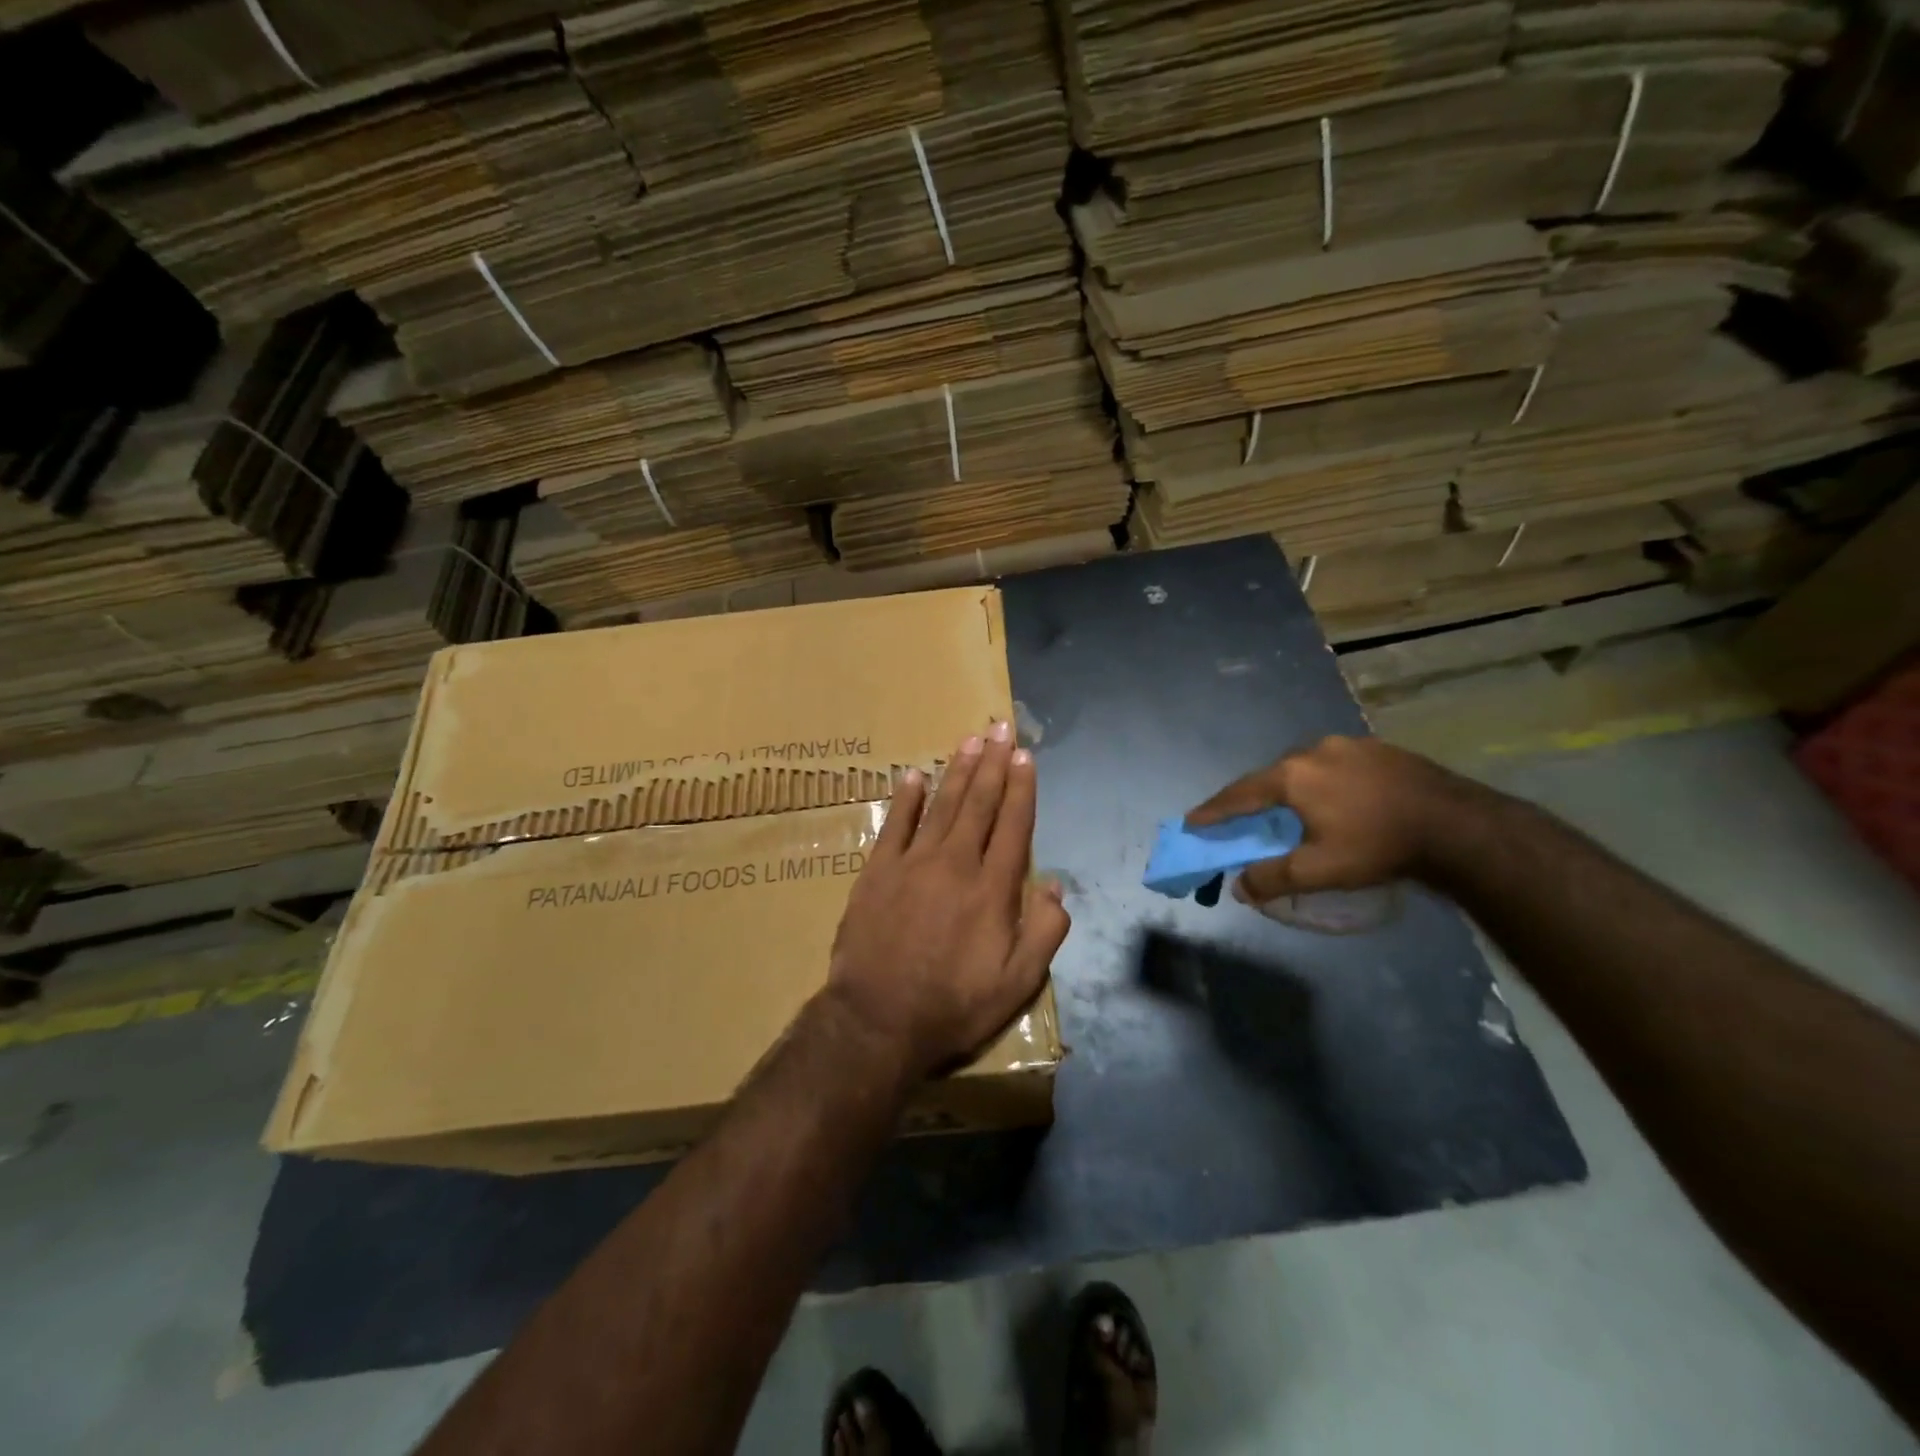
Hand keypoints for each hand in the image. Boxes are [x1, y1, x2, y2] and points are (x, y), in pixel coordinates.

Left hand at [826, 721, 1070, 1082]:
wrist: (879, 1021)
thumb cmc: (954, 1005)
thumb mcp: (1018, 982)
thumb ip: (1045, 930)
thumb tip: (1056, 884)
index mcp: (993, 888)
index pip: (1014, 825)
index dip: (1021, 788)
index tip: (1025, 756)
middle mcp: (955, 863)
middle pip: (979, 802)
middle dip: (993, 763)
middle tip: (1000, 728)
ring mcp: (912, 863)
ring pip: (942, 805)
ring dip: (957, 769)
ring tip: (970, 740)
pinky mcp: (877, 872)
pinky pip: (895, 825)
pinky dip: (906, 798)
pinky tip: (914, 776)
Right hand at [1186, 736, 1478, 903]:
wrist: (1457, 825)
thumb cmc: (1378, 845)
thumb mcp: (1320, 870)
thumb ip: (1272, 877)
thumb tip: (1238, 887)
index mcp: (1291, 776)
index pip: (1239, 794)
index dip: (1213, 810)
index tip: (1192, 821)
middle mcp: (1313, 751)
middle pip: (1270, 776)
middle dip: (1254, 799)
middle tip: (1245, 818)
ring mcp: (1348, 744)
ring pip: (1304, 767)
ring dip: (1292, 788)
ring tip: (1295, 810)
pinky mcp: (1378, 748)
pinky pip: (1335, 765)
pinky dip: (1324, 782)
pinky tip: (1338, 799)